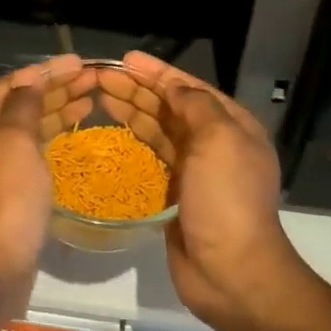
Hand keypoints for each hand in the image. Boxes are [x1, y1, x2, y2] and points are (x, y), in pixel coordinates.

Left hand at [0, 54, 93, 315]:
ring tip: (92, 99)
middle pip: (23, 104)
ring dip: (60, 111)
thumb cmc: (4, 197)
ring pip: (32, 129)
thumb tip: (31, 79)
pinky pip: (38, 154)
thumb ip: (24, 105)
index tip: (80, 63)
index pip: (14, 84)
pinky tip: (77, 137)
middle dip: (57, 89)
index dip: (47, 71)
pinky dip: (57, 140)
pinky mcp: (14, 193)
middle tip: (95, 79)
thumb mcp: (13, 140)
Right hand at [98, 52, 299, 326]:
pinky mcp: (174, 194)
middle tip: (100, 77)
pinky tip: (112, 133)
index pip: (189, 88)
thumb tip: (175, 86)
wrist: (231, 271)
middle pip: (170, 107)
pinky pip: (151, 158)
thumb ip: (196, 106)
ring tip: (99, 96)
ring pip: (158, 131)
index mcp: (231, 126)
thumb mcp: (219, 140)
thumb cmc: (227, 199)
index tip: (124, 60)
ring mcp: (194, 170)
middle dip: (138, 89)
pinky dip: (133, 142)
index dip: (157, 72)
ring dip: (132, 111)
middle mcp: (214, 143)